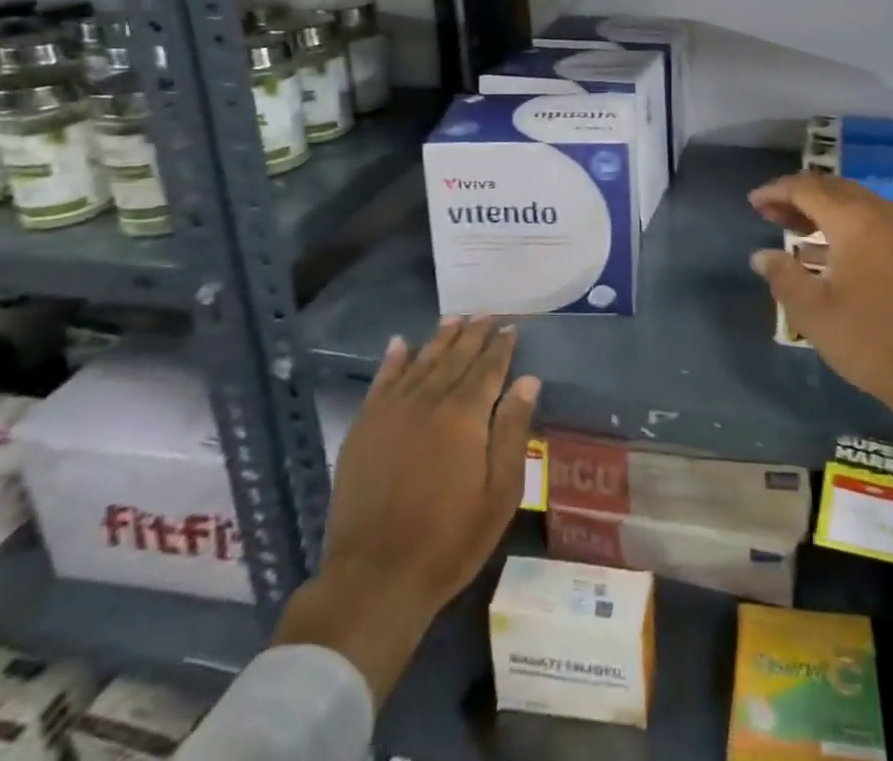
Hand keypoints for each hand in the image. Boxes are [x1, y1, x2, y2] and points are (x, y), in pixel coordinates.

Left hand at [273, 317, 539, 701]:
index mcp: (465, 415)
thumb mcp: (500, 493)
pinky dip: (394, 358)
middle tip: (487, 314)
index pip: (489, 368)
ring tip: (454, 318)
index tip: (511, 328)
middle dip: (474, 333)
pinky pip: (382, 380)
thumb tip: (528, 380)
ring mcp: (392, 411)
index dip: (501, 346)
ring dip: (440, 338)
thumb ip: (513, 430)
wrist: (375, 577)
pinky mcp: (364, 426)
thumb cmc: (449, 540)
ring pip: (421, 360)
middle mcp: (429, 400)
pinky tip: (401, 343)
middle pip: (456, 357)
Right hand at [749, 171, 892, 497]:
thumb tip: (761, 255)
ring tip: (791, 228)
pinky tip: (827, 250)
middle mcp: (881, 213)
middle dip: (797, 197)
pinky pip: (872, 219)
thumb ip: (783, 276)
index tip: (753, 202)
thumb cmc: (870, 340)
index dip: (776, 191)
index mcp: (854, 220)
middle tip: (768, 213)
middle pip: (832, 189)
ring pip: (854, 203)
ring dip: (821, 209)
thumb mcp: (813, 312)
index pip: (807, 188)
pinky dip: (844, 223)